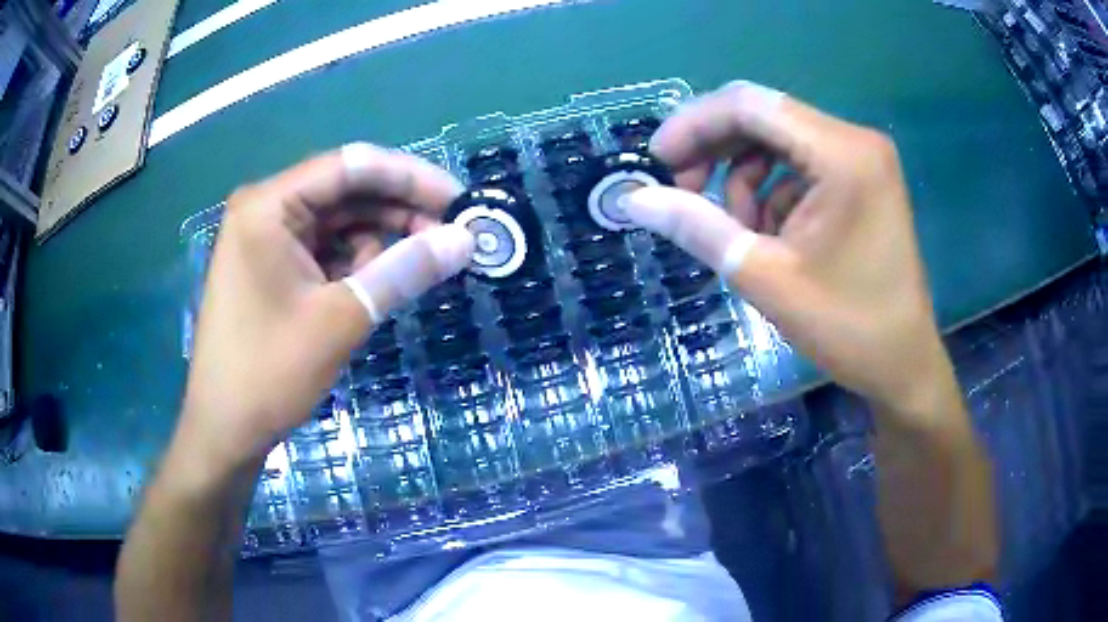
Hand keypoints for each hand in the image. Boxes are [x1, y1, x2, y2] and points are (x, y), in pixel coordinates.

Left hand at [178, 143, 473, 473]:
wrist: (224, 430)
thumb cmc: (270, 372)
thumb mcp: (342, 319)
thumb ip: (404, 271)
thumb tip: (466, 240)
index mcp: (268, 205)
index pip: (351, 166)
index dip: (410, 177)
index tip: (458, 201)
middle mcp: (265, 209)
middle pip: (345, 191)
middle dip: (398, 211)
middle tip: (449, 237)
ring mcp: (265, 239)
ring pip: (338, 221)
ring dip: (378, 240)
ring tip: (413, 271)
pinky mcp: (270, 267)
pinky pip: (323, 249)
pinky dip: (355, 262)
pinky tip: (375, 287)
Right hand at [622, 82, 959, 428]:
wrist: (903, 364)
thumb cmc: (846, 328)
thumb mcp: (763, 276)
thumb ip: (696, 227)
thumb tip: (632, 200)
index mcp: (842, 154)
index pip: (750, 105)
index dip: (694, 125)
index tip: (658, 162)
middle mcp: (855, 140)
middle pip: (764, 117)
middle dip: (716, 150)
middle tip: (684, 194)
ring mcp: (863, 158)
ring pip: (778, 140)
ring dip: (744, 178)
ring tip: (741, 232)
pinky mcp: (862, 178)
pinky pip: (800, 164)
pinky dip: (773, 192)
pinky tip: (772, 236)